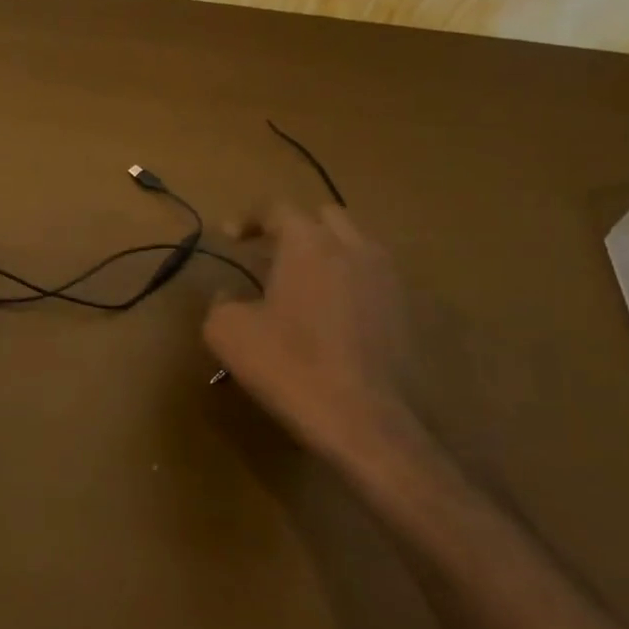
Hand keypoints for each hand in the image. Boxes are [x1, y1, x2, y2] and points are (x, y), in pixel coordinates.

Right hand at [203, 205, 421, 463]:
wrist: (363, 420)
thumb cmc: (288, 365)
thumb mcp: (227, 331)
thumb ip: (220, 302)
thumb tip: (229, 296)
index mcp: (308, 244)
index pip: (277, 208)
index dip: (250, 218)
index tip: (231, 238)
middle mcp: (354, 248)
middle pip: (324, 216)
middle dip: (295, 228)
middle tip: (271, 255)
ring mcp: (388, 278)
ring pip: (356, 245)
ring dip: (327, 253)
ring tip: (304, 283)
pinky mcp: (407, 311)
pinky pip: (374, 279)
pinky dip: (350, 283)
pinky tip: (332, 315)